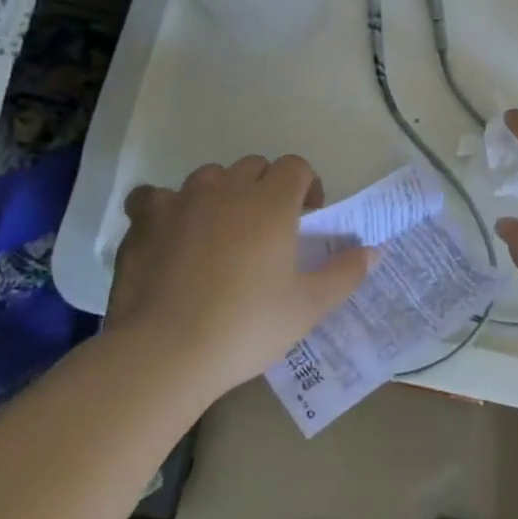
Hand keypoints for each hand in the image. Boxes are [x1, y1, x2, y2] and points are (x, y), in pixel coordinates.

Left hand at [107, 156, 373, 399]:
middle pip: (253, 166)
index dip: (306, 185)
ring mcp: (182, 200)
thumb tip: (372, 251)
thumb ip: (344, 274)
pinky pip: (154, 196)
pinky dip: (166, 207)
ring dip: (221, 193)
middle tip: (267, 228)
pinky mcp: (145, 220)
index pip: (295, 167)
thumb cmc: (246, 327)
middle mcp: (227, 188)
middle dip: (266, 187)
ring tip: (220, 230)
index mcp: (271, 203)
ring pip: (209, 177)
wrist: (165, 352)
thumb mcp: (307, 307)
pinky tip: (169, 233)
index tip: (306, 217)